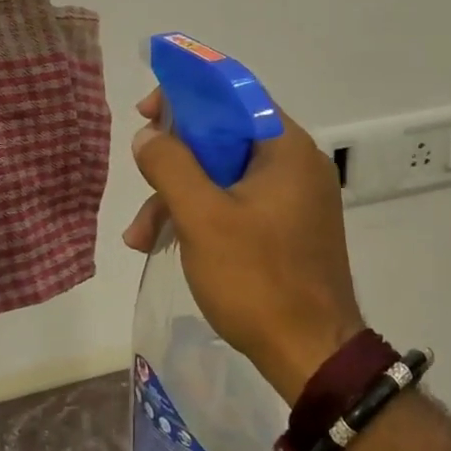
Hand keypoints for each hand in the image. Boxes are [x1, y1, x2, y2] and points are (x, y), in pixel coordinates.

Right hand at [122, 89, 364, 403]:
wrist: (311, 356)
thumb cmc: (257, 278)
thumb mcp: (202, 217)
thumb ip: (170, 165)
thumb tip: (149, 135)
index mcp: (285, 148)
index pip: (232, 95)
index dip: (185, 95)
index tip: (147, 113)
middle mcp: (295, 164)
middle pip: (223, 137)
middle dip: (173, 162)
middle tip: (139, 178)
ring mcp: (293, 198)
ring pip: (224, 176)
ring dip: (179, 198)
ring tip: (141, 238)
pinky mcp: (287, 228)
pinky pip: (236, 204)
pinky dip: (201, 217)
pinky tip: (165, 245)